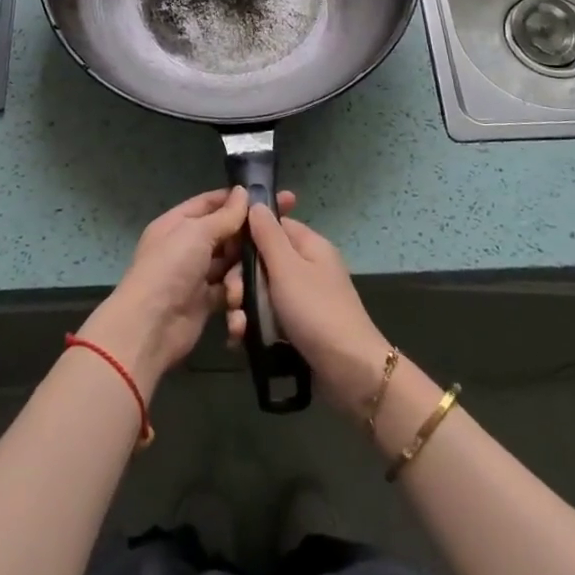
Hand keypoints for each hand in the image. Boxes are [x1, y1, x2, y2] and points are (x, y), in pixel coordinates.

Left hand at [77, 186, 295, 396]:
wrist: (151, 327)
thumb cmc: (170, 269)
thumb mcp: (196, 233)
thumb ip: (224, 216)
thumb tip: (242, 191)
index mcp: (177, 223)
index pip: (210, 203)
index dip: (238, 199)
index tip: (271, 197)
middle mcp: (186, 246)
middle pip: (224, 233)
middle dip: (248, 234)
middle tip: (283, 231)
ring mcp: (196, 274)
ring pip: (230, 262)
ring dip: (244, 266)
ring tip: (260, 269)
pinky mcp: (205, 301)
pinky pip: (229, 289)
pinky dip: (239, 291)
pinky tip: (252, 292)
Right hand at [224, 204, 389, 415]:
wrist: (349, 371)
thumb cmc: (317, 311)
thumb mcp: (287, 268)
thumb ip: (268, 235)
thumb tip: (255, 203)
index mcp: (309, 246)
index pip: (272, 226)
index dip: (246, 236)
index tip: (225, 253)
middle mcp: (306, 268)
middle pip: (262, 262)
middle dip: (240, 280)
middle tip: (233, 299)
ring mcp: (302, 299)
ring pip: (261, 293)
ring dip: (243, 308)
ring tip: (237, 328)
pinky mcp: (297, 327)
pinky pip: (267, 318)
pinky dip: (253, 327)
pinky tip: (240, 341)